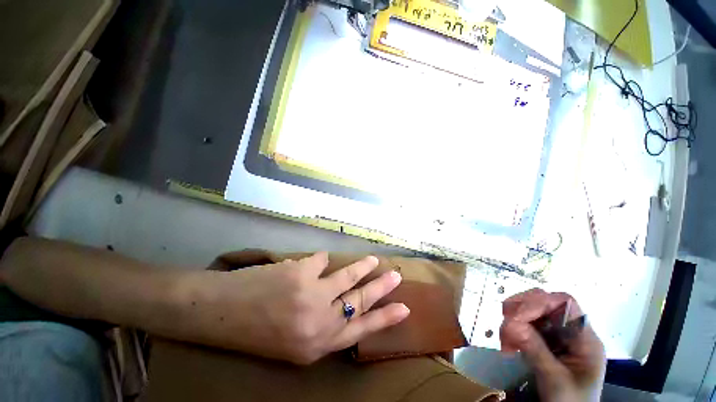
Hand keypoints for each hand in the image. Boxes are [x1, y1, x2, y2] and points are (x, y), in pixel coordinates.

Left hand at [182, 252, 409, 363]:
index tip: (403, 309)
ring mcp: (311, 295)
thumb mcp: (293, 341)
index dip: (384, 318)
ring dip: (361, 267)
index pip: (360, 330)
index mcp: (315, 346)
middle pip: (360, 301)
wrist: (218, 313)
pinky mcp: (301, 271)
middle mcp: (318, 322)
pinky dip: (320, 261)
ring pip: (347, 277)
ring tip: (373, 260)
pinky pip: (320, 260)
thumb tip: (342, 299)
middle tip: (396, 277)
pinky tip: (314, 262)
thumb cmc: (255, 331)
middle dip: (381, 288)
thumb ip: (320, 324)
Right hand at [499, 289, 605, 401]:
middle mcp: (571, 331)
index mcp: (585, 338)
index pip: (564, 303)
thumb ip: (536, 350)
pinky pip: (524, 325)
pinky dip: (512, 330)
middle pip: (545, 303)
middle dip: (521, 309)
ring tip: (505, 339)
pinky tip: (507, 344)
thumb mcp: (555, 379)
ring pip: (531, 312)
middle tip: (505, 321)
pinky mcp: (544, 341)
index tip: (516, 316)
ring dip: (513, 320)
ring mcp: (557, 335)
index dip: (539, 302)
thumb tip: (510, 323)